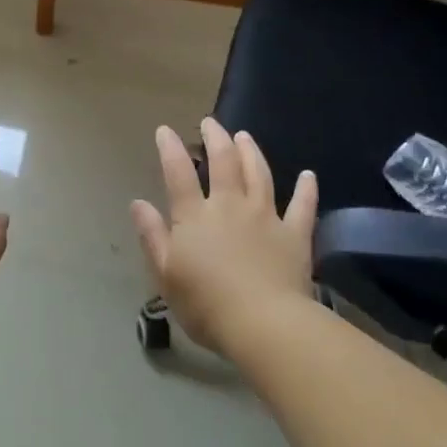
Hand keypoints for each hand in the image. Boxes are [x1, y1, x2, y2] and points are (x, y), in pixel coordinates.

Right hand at [130, 118, 317, 354]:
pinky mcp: (295, 235)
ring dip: (251, 152)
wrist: (263, 323)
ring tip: (245, 136)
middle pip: (223, 163)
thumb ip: (152, 235)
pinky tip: (309, 175)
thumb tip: (137, 203)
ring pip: (259, 174)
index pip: (178, 174)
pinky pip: (303, 207)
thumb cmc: (206, 304)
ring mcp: (266, 217)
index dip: (170, 149)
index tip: (165, 130)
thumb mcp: (166, 273)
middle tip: (210, 122)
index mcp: (195, 217)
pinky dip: (306, 189)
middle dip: (215, 139)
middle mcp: (230, 206)